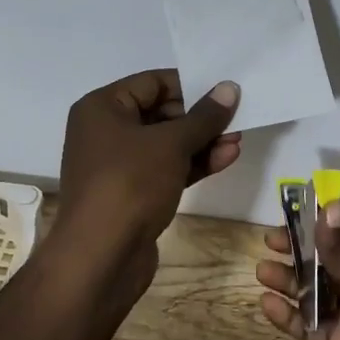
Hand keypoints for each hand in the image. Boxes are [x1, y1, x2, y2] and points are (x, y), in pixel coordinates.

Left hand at [52, 70, 241, 289]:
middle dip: (200, 118)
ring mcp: (118, 166)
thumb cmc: (130, 184)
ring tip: (238, 139)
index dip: (189, 85)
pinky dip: (192, 164)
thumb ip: (204, 116)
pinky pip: (166, 169)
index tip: (224, 91)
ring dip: (202, 142)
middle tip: (237, 118)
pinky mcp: (133, 194)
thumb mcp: (171, 144)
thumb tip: (229, 88)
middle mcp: (105, 132)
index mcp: (102, 108)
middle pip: (160, 113)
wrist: (101, 256)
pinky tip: (226, 159)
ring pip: (166, 145)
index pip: (151, 83)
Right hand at [257, 201, 339, 339]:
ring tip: (263, 271)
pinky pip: (312, 325)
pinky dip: (290, 316)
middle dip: (301, 246)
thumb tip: (325, 211)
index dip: (327, 217)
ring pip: (317, 289)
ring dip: (291, 279)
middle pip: (332, 256)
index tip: (292, 210)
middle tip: (270, 241)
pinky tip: (268, 305)